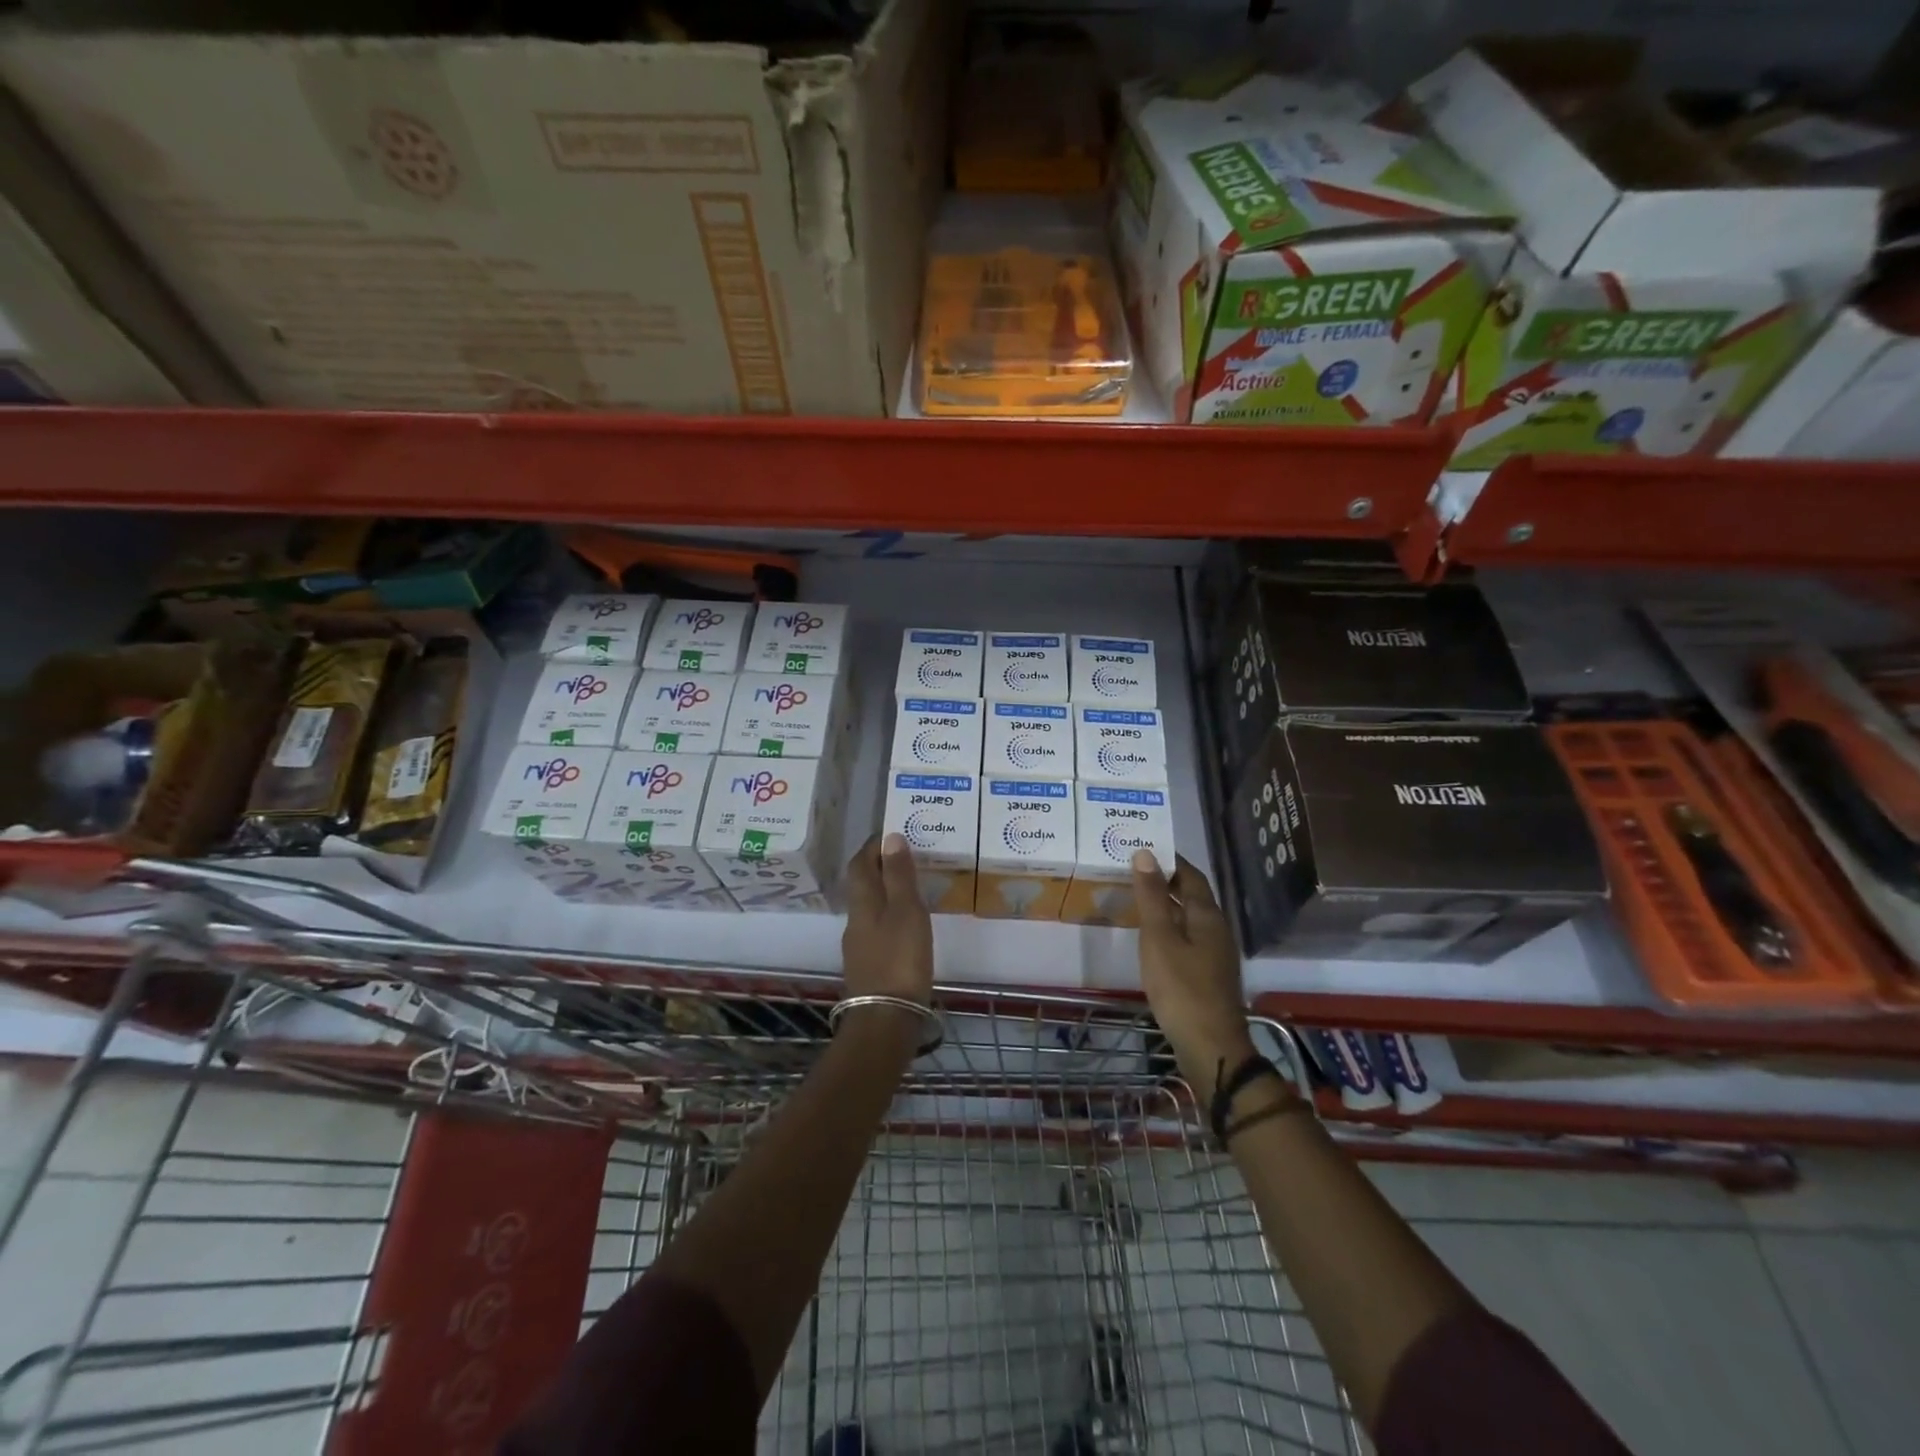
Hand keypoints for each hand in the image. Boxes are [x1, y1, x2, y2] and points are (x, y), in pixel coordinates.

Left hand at [842, 833, 934, 1009]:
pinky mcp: (870, 967)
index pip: (860, 864)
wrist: (886, 1020)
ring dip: (886, 892)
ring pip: (870, 908)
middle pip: (863, 885)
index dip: (873, 846)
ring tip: (913, 887)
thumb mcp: (906, 911)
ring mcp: (860, 946)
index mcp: (863, 903)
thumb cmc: (900, 959)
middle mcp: (856, 921)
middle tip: (908, 856)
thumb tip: (890, 837)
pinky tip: (909, 925)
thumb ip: (898, 875)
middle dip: (880, 867)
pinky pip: (878, 928)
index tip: (893, 833)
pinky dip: (891, 916)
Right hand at [1133, 851, 1253, 1099]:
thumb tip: (1146, 853)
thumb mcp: (1159, 938)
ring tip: (1134, 897)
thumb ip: (1151, 896)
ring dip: (1165, 904)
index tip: (1141, 847)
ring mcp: (1214, 953)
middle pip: (1191, 894)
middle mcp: (1216, 928)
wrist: (1210, 1047)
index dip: (1168, 859)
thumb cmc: (1182, 988)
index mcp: (1207, 915)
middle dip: (1164, 879)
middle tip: (1131, 869)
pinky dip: (1168, 927)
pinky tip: (1149, 936)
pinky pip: (1186, 937)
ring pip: (1188, 917)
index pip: (1189, 874)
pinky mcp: (1207, 973)